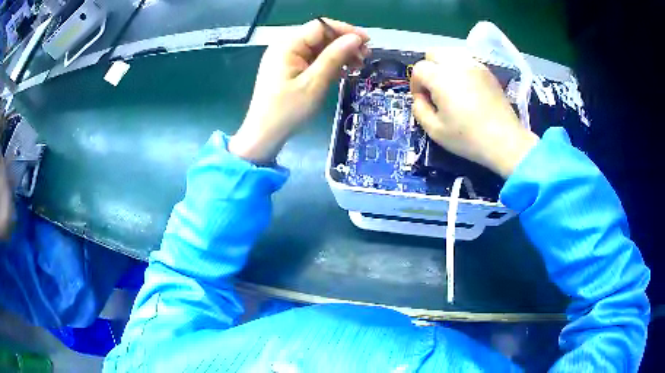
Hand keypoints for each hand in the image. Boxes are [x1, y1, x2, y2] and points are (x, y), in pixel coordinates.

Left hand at [229, 18, 369, 162]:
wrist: (264, 135)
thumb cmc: (288, 110)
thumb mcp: (314, 83)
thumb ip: (335, 56)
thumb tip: (356, 38)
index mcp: (287, 45)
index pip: (321, 26)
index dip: (346, 30)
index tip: (367, 42)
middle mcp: (285, 46)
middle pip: (320, 35)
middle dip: (344, 43)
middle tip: (365, 58)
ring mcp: (286, 57)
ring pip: (319, 47)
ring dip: (339, 53)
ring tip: (358, 66)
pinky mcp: (289, 69)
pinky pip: (313, 59)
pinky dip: (329, 63)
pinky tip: (343, 71)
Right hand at [410, 48, 538, 177]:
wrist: (505, 141)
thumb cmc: (468, 138)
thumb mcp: (435, 131)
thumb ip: (419, 110)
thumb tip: (419, 98)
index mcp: (441, 78)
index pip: (418, 69)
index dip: (416, 84)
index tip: (422, 100)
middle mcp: (457, 64)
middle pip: (433, 53)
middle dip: (428, 68)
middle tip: (434, 89)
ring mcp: (475, 65)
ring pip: (450, 53)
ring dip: (444, 66)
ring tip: (450, 87)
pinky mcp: (487, 71)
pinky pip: (467, 61)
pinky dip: (460, 68)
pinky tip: (467, 87)